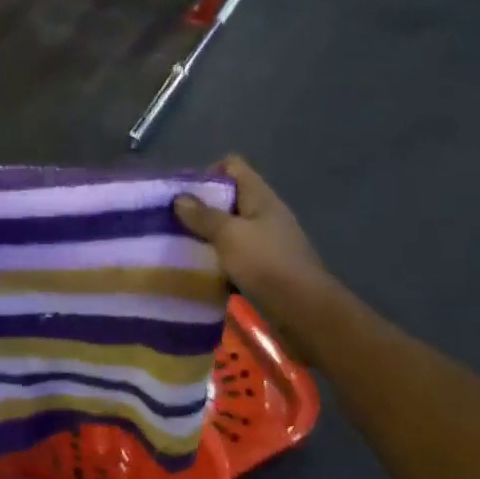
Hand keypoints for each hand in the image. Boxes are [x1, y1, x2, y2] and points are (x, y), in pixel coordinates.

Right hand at [175, 156, 336, 317]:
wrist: (305, 312)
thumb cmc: (266, 263)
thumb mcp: (229, 235)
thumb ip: (204, 216)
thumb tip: (180, 198)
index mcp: (260, 197)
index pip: (233, 166)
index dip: (208, 172)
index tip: (184, 192)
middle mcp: (265, 214)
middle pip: (229, 197)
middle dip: (201, 206)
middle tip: (174, 220)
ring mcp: (267, 241)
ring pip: (231, 228)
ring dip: (208, 235)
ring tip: (181, 245)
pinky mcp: (265, 267)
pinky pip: (235, 254)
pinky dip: (218, 258)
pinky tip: (200, 268)